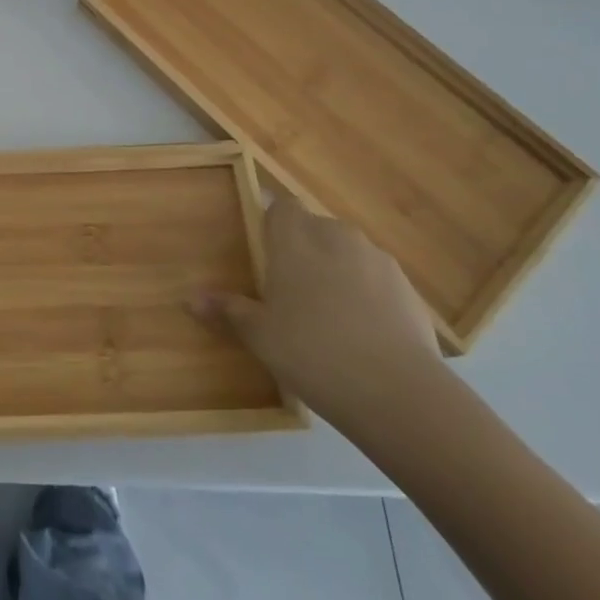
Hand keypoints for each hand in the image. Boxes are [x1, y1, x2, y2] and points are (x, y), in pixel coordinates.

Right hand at [195, 198, 441, 433]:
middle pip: (315, 228)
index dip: (273, 225)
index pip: (281, 206)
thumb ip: (227, 310)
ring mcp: (377, 259)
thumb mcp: (259, 335)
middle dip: (304, 250)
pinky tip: (364, 335)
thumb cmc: (312, 351)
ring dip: (338, 271)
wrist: (399, 393)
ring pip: (348, 253)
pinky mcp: (409, 289)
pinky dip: (368, 296)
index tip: (266, 255)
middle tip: (292, 291)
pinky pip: (377, 280)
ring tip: (330, 316)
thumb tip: (190, 299)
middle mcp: (336, 235)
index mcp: (295, 237)